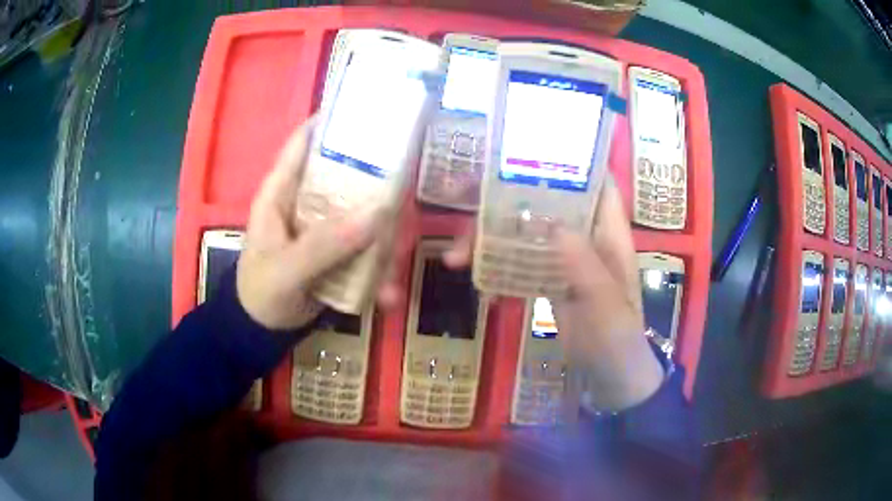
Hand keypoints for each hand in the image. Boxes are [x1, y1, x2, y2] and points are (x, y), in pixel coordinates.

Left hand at [237, 118, 381, 329]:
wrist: (263, 332)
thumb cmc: (260, 292)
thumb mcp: (286, 269)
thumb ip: (325, 243)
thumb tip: (377, 213)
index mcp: (282, 191)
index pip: (304, 143)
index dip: (331, 121)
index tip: (371, 110)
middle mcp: (306, 201)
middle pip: (345, 174)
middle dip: (377, 180)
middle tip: (409, 185)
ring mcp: (325, 227)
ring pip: (363, 213)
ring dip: (386, 235)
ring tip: (401, 257)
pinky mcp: (338, 251)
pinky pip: (366, 248)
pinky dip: (381, 268)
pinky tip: (389, 295)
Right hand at [444, 176, 662, 410]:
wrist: (611, 377)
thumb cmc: (618, 339)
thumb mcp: (606, 303)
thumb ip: (584, 264)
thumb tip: (550, 222)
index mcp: (609, 234)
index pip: (596, 183)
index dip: (571, 162)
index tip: (528, 151)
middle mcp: (586, 238)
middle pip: (547, 204)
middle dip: (507, 202)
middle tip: (465, 201)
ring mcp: (565, 260)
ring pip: (526, 233)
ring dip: (491, 241)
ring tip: (455, 259)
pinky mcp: (550, 281)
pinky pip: (520, 265)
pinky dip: (498, 273)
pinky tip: (482, 290)